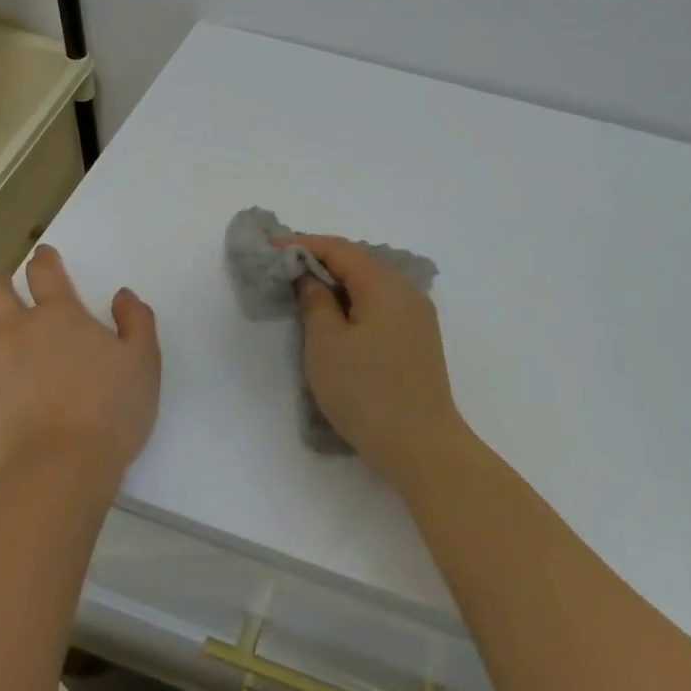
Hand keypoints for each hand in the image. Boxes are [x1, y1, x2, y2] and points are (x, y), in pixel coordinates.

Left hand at [0, 245, 159, 501]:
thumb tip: (122, 295)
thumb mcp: (144, 363)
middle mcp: (14, 328)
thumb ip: (137, 321)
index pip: (45, 272)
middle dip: (1, 286)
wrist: (61, 468)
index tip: (43, 257)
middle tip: (10, 299)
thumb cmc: (111, 414)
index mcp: (60, 316)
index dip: (44, 259)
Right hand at [290, 234, 466, 479]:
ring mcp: (418, 316)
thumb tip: (311, 278)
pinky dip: (356, 301)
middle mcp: (407, 290)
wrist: (421, 445)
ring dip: (339, 282)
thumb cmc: (366, 392)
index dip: (302, 245)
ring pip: (372, 284)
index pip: (339, 249)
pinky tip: (339, 316)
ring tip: (306, 288)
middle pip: (359, 261)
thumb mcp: (326, 344)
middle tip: (284, 266)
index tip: (269, 248)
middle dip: (321, 260)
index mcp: (384, 284)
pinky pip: (382, 304)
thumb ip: (315, 301)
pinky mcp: (419, 339)